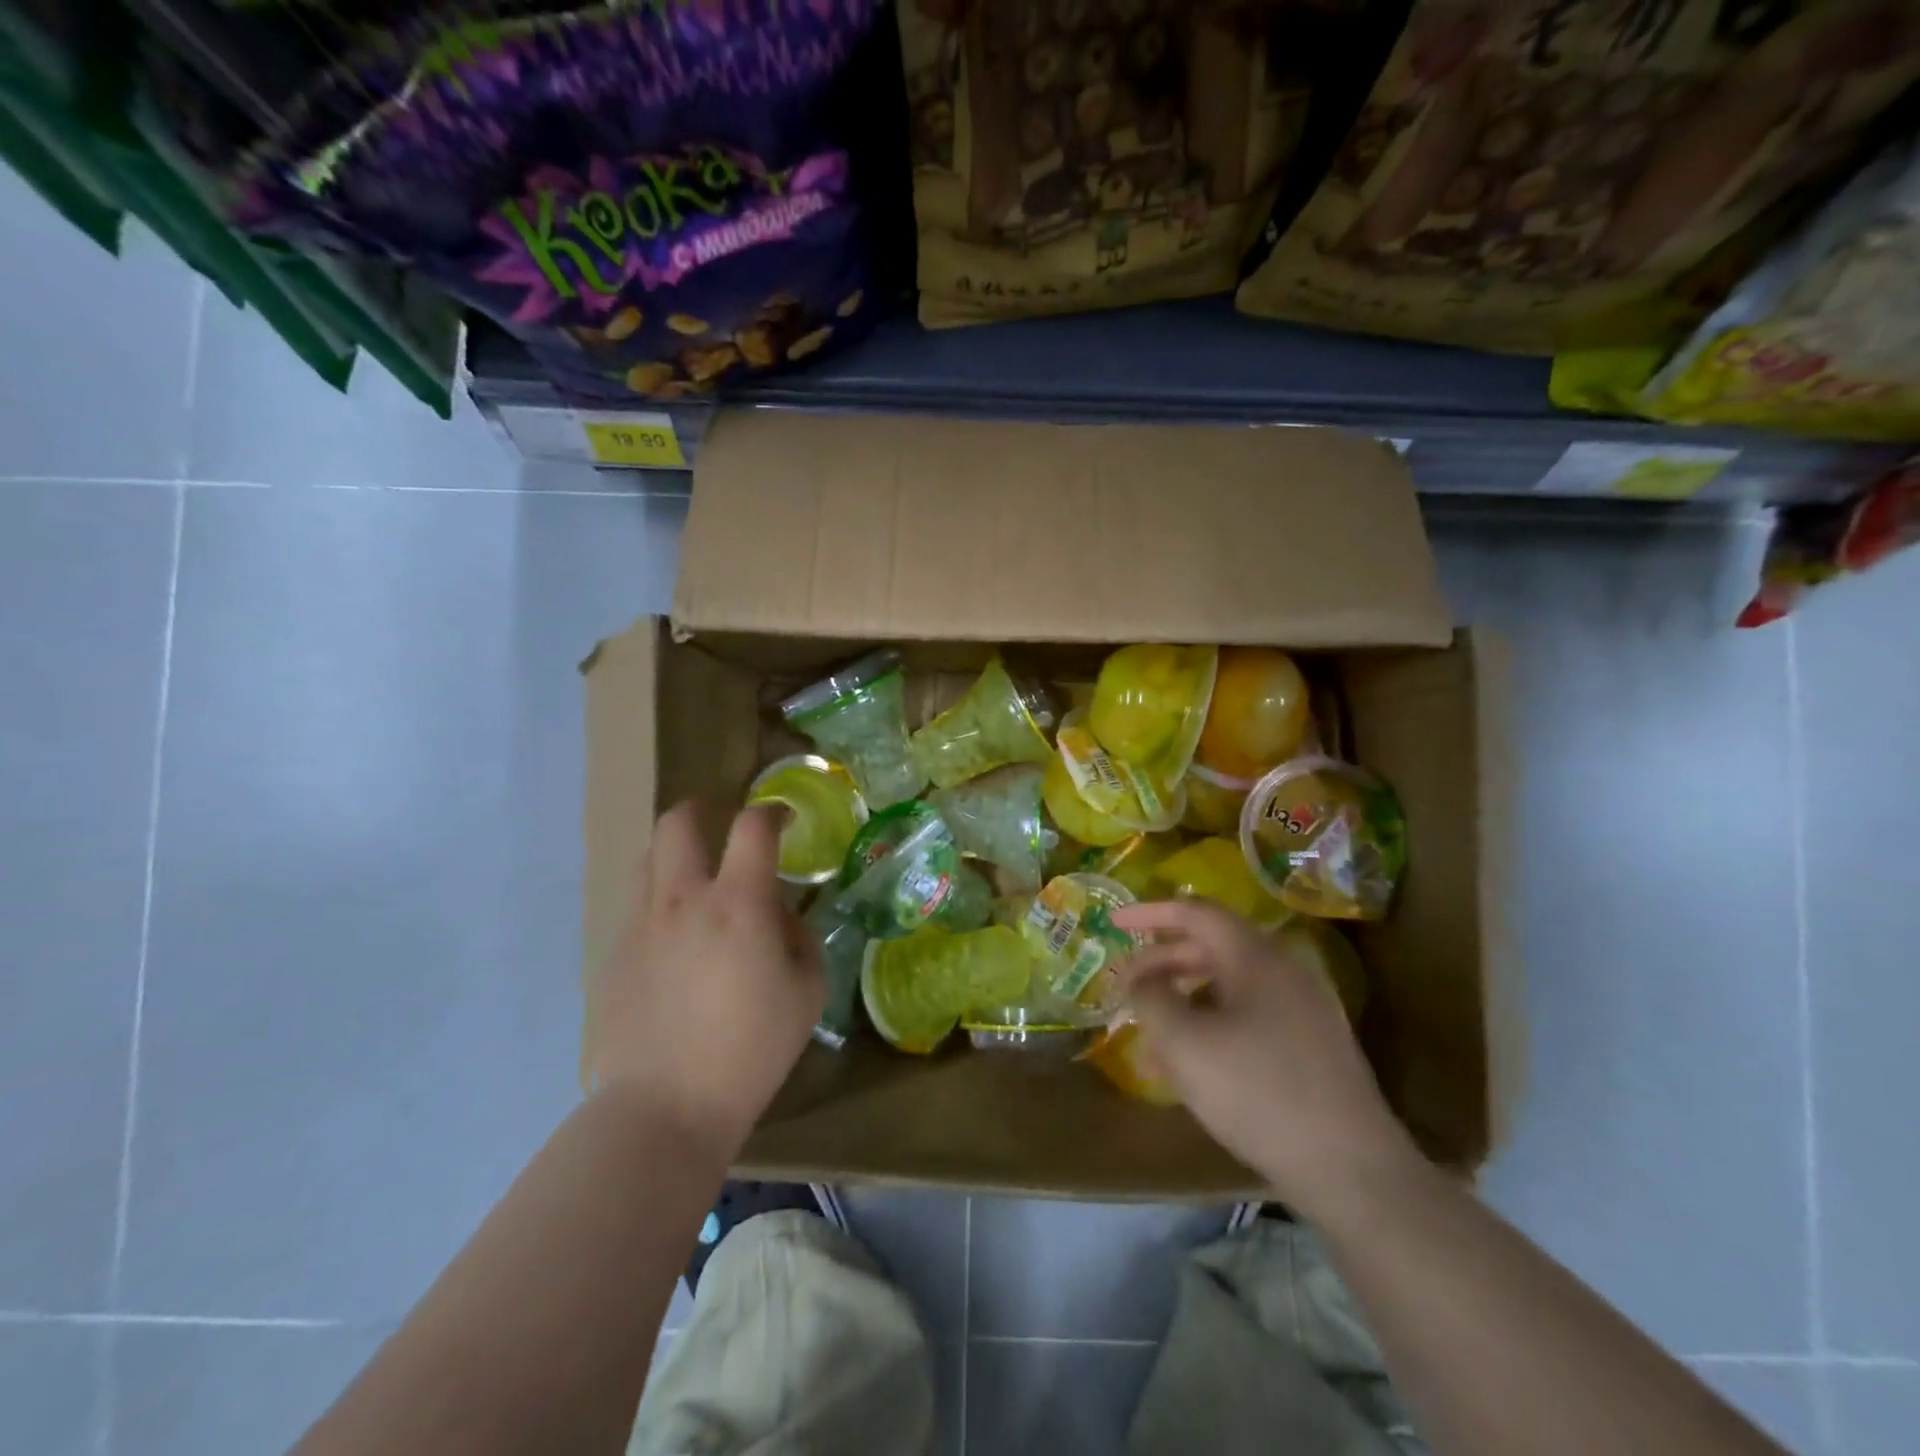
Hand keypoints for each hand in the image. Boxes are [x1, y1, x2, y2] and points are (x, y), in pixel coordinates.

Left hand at [588, 801, 823, 1159]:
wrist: (664, 1106)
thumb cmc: (751, 1049)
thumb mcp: (806, 992)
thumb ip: (798, 939)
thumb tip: (777, 917)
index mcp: (737, 903)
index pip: (753, 827)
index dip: (771, 812)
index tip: (783, 820)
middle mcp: (682, 900)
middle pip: (678, 822)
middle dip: (703, 810)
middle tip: (723, 827)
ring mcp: (639, 926)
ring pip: (648, 858)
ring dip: (675, 853)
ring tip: (696, 881)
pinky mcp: (613, 956)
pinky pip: (636, 908)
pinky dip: (659, 905)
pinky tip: (675, 945)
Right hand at [1111, 901, 1417, 1209]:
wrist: (1351, 1170)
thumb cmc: (1257, 1092)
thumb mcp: (1185, 1043)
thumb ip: (1151, 999)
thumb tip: (1140, 980)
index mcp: (1255, 957)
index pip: (1195, 913)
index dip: (1149, 913)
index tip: (1113, 924)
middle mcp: (1283, 972)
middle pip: (1210, 949)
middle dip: (1161, 966)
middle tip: (1125, 989)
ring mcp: (1303, 1010)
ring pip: (1227, 988)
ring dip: (1183, 1003)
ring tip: (1149, 1038)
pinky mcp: (1311, 1047)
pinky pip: (1248, 1019)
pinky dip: (1211, 1028)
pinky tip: (1190, 1068)